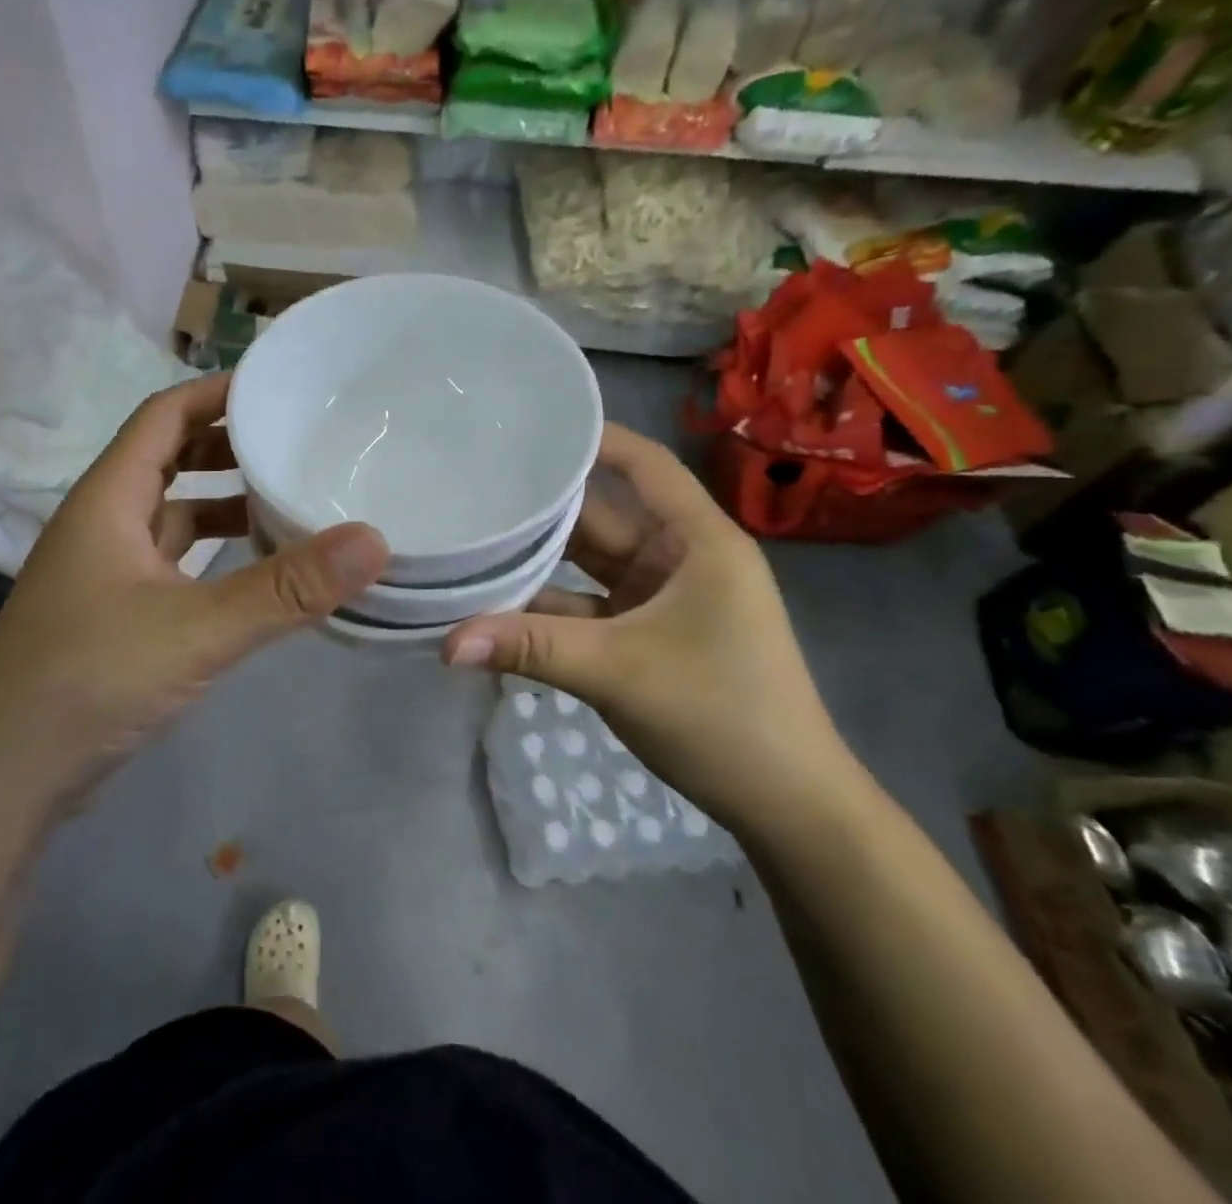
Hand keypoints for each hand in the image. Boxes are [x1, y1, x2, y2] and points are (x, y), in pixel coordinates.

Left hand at [0, 373, 387, 802]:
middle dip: (226, 445)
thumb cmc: (92, 678)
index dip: (214, 392)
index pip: (163, 416)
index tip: (275, 386)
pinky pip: (172, 560)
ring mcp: (105, 570)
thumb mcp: (199, 628)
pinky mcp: (114, 612)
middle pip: (167, 458)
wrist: (5, 773)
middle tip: (294, 441)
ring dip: (222, 501)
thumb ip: (286, 588)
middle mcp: (102, 522)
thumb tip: (374, 540)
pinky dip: (212, 552)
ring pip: (171, 514)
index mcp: (109, 499)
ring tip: (287, 499)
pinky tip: (252, 570)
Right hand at [441, 424, 859, 833]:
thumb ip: (530, 648)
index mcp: (698, 541)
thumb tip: (445, 644)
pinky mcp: (646, 636)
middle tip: (477, 480)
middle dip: (546, 502)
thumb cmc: (721, 715)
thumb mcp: (619, 671)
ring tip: (473, 532)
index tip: (532, 424)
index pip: (644, 465)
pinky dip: (548, 607)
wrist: (786, 806)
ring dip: (540, 557)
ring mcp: (661, 599)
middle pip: (604, 513)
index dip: (595, 438)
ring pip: (590, 563)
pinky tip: (496, 603)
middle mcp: (680, 558)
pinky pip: (588, 605)